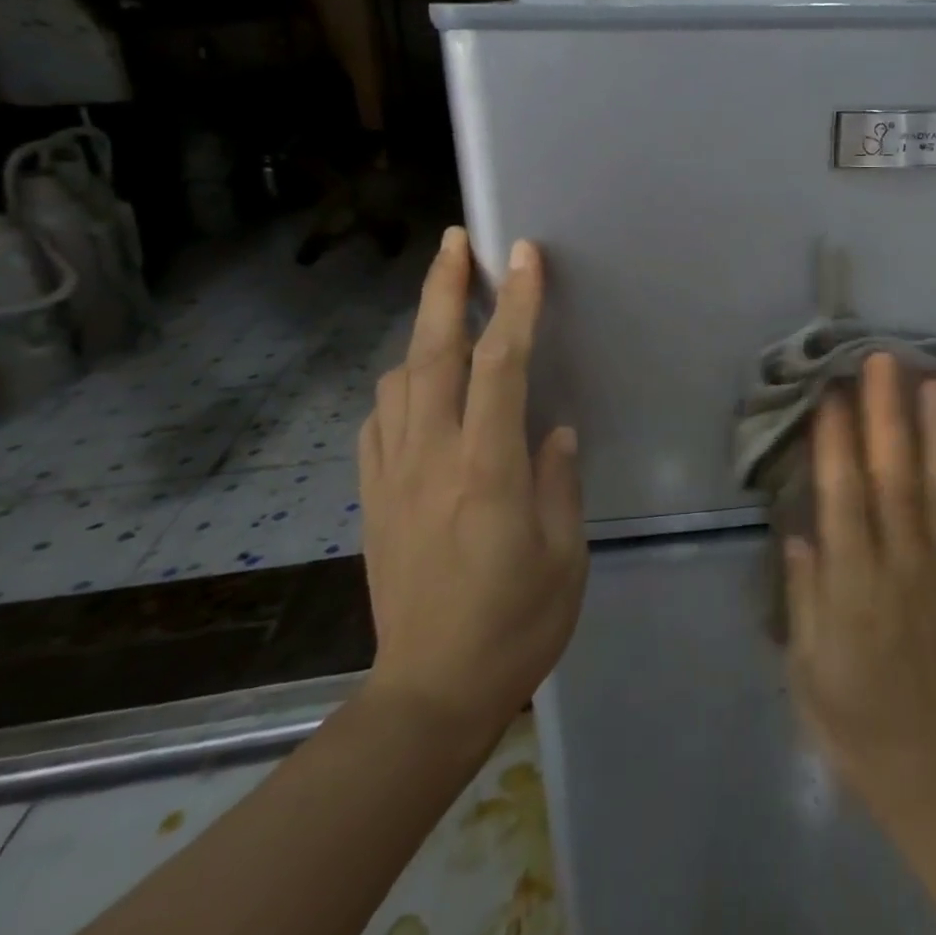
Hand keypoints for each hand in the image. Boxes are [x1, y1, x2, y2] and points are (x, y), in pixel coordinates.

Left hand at [357, 228, 585, 738]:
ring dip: (421, 333)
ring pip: (397, 381)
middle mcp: (431, 460)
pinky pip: (378, 423)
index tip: (524, 257)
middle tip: (457, 241)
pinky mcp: (371, 499)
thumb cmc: (515, 625)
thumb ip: (559, 482)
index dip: (514, 305)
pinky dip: (399, 387)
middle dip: (444, 289)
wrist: (429, 693)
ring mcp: (392, 477)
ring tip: (448, 310)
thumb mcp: (564, 555)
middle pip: (432, 354)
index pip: (500, 366)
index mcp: (487, 471)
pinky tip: (418, 387)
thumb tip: (554, 432)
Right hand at [784, 353, 935, 811]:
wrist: (926, 765)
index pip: (843, 499)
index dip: (835, 443)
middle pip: (895, 478)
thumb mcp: (806, 663)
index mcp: (853, 587)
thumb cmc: (848, 714)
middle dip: (888, 415)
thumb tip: (799, 530)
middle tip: (883, 359)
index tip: (829, 393)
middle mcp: (902, 567)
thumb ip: (803, 594)